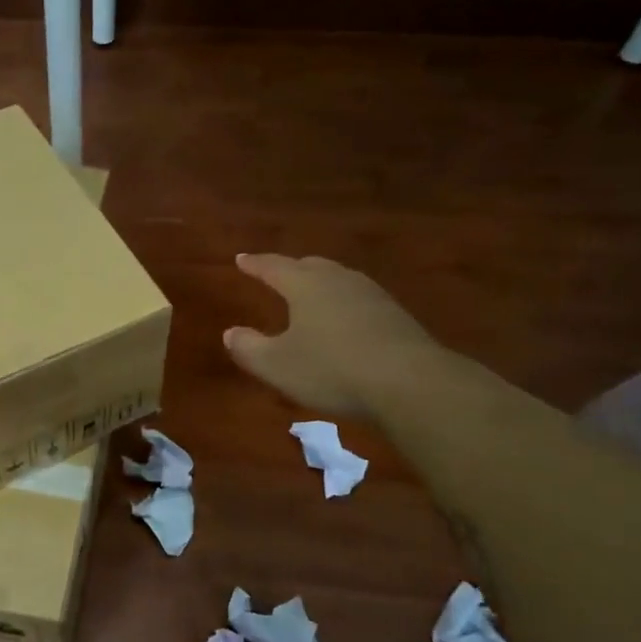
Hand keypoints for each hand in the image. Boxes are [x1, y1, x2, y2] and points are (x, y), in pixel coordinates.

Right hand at [224, 254, 439, 419]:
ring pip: (338, 279)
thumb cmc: (331, 369)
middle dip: (290, 268)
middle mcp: (338, 280)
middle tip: (276, 272)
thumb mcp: (277, 365)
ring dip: (320, 283)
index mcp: (305, 285)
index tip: (241, 259)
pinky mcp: (395, 315)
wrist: (409, 382)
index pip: (273, 267)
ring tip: (311, 293)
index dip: (255, 264)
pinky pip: (359, 299)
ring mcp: (371, 295)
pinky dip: (344, 303)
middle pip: (310, 266)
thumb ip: (249, 348)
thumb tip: (230, 333)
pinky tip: (345, 320)